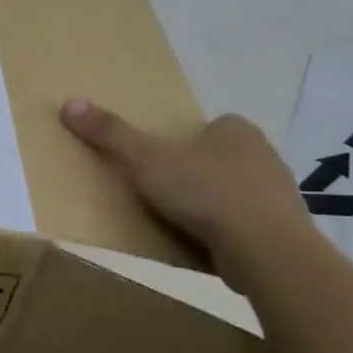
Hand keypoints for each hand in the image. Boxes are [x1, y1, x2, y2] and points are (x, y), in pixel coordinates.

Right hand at [60, 98, 320, 292]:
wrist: (266, 250)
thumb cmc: (205, 193)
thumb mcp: (146, 160)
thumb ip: (111, 134)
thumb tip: (70, 102)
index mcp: (235, 129)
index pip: (204, 128)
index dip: (179, 144)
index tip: (157, 164)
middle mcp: (263, 153)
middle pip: (217, 158)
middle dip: (193, 174)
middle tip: (162, 193)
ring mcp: (278, 192)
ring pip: (233, 191)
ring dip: (211, 204)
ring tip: (181, 222)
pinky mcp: (283, 228)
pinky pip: (246, 223)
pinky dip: (226, 231)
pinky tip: (207, 244)